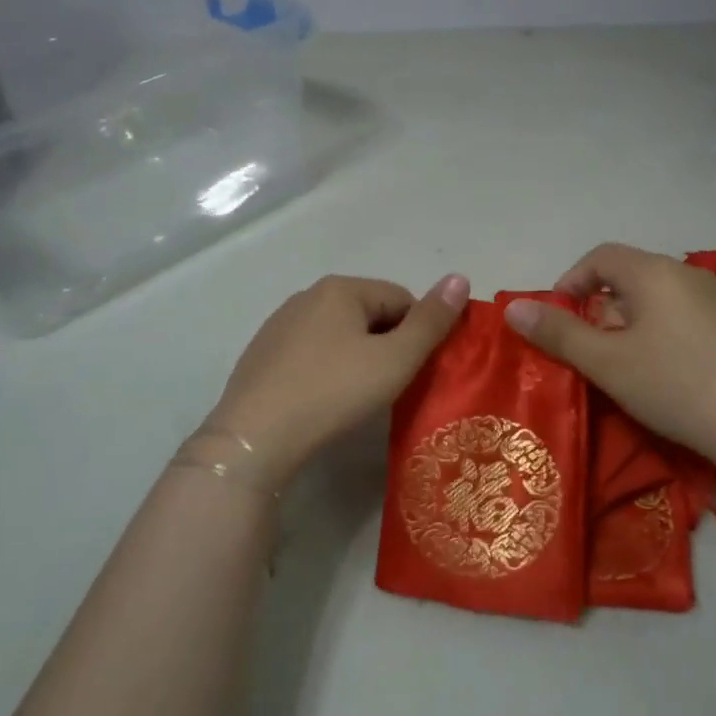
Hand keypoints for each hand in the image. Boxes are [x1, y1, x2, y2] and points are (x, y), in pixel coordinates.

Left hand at [209, 273, 469, 475]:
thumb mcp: (395, 359)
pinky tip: (323, 400)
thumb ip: (431, 321)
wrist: (255, 437)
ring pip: (339, 334)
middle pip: (370, 314)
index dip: (419, 334)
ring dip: (357, 357)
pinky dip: (326, 370)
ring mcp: (280, 325)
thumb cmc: (334, 392)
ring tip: (357, 397)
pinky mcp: (262, 354)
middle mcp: (307, 295)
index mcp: (341, 288)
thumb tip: (460, 278)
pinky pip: (311, 353)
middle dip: (387, 344)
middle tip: (390, 386)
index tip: (416, 371)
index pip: (402, 298)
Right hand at [501, 244, 715, 470]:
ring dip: (636, 323)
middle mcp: (690, 275)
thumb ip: (559, 333)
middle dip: (603, 307)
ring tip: (631, 367)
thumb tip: (512, 307)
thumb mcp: (608, 363)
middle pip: (633, 276)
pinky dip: (669, 336)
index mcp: (654, 273)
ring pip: (663, 300)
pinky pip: (691, 319)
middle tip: (592, 350)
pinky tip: (676, 377)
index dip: (572, 280)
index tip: (559, 317)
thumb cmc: (677, 385)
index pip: (602, 255)